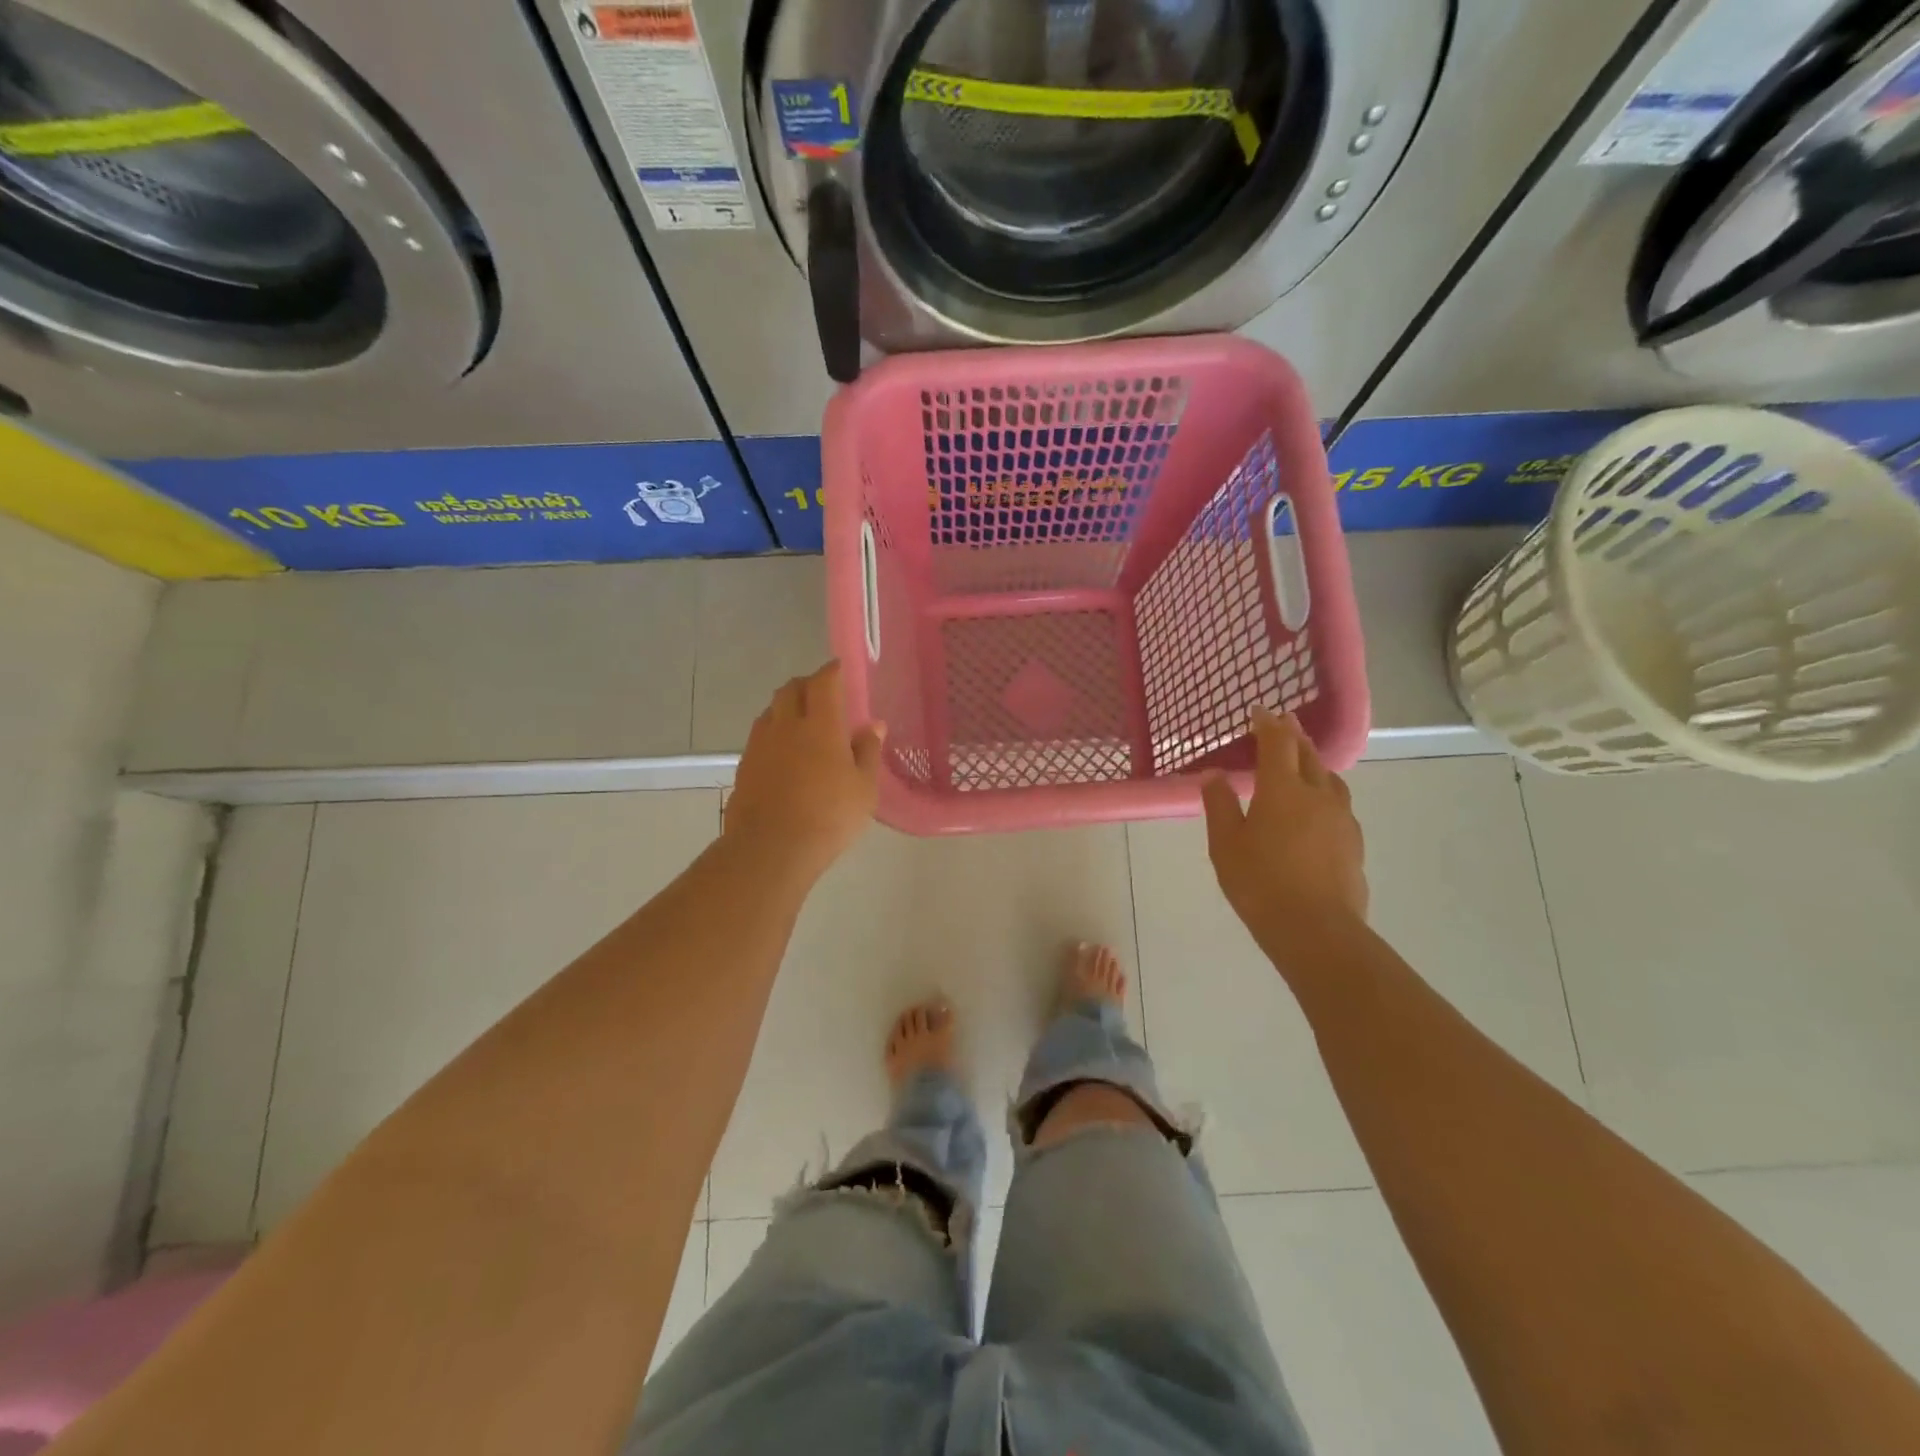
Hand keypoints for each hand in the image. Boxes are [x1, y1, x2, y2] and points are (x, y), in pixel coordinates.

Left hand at [724, 661, 884, 878]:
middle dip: (806, 684)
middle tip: (821, 694)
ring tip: (802, 723)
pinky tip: (784, 754)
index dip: (832, 671)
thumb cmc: (829, 816)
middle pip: (790, 689)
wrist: (771, 848)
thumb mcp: (864, 788)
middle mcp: (786, 725)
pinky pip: (760, 736)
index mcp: (820, 725)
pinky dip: (774, 733)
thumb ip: (868, 752)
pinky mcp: (744, 766)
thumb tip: (873, 726)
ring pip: (771, 711)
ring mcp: (760, 745)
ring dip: (786, 707)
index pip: (823, 682)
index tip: (839, 669)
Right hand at [1201, 709, 1367, 954]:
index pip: (1277, 743)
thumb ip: (1219, 805)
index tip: (1260, 710)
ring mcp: (1341, 818)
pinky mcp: (1353, 842)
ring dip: (1313, 763)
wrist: (1316, 929)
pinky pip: (1338, 803)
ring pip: (1329, 778)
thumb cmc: (1260, 883)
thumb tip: (1214, 775)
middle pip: (1308, 755)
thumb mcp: (1225, 845)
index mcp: (1282, 789)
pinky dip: (1324, 792)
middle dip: (1294, 736)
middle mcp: (1317, 794)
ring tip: (1302, 763)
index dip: (1268, 723)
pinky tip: (1316, 808)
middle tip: (1283, 724)